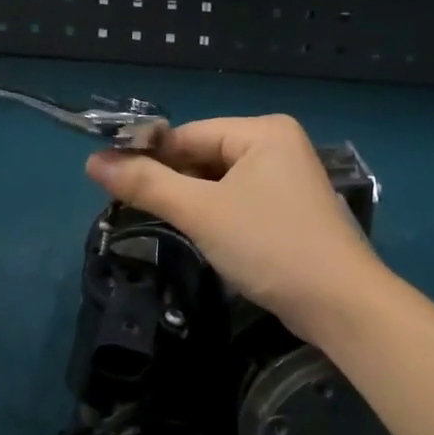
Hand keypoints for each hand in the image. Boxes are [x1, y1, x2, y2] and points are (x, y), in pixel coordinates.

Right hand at [86, 115, 387, 337]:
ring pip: (221, 181)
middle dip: (172, 181)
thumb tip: (92, 162)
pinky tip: (200, 234)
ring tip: (161, 223)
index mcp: (263, 131)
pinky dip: (216, 214)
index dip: (149, 155)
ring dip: (192, 201)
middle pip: (205, 155)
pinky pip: (239, 200)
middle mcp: (278, 145)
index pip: (189, 134)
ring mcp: (288, 178)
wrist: (340, 304)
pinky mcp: (290, 209)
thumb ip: (148, 184)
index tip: (109, 180)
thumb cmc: (269, 246)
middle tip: (131, 208)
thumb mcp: (202, 213)